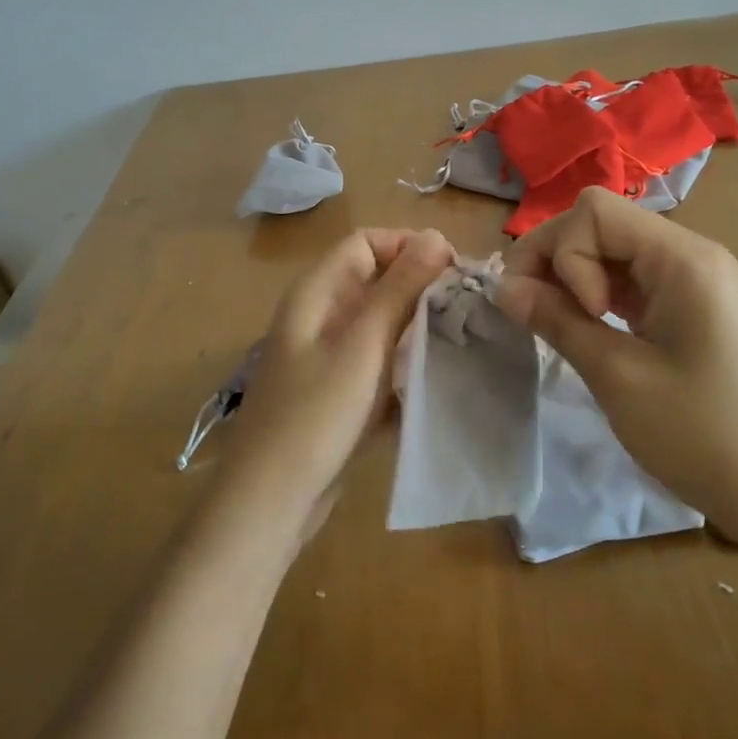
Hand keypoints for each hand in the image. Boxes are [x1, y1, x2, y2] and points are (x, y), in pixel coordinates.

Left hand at [220, 228, 454, 540]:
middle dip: (421, 288)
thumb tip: (437, 235)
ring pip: (382, 323)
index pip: (367, 243)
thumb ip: (399, 289)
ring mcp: (330, 355)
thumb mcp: (362, 346)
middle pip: (377, 281)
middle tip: (468, 308)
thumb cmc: (314, 415)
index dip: (409, 247)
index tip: (453, 271)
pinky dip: (406, 363)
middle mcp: (321, 315)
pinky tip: (438, 377)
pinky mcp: (340, 391)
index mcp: (317, 293)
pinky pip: (380, 360)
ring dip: (418, 326)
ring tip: (462, 339)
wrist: (269, 503)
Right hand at [494, 187, 737, 554]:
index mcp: (683, 258)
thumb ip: (557, 322)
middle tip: (532, 313)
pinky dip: (598, 295)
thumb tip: (503, 288)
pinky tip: (587, 329)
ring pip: (612, 250)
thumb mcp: (619, 378)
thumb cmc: (704, 436)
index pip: (595, 212)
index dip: (564, 254)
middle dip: (556, 259)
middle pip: (601, 223)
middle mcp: (691, 253)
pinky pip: (632, 279)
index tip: (581, 316)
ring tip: (554, 325)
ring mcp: (694, 279)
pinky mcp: (691, 306)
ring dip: (573, 278)